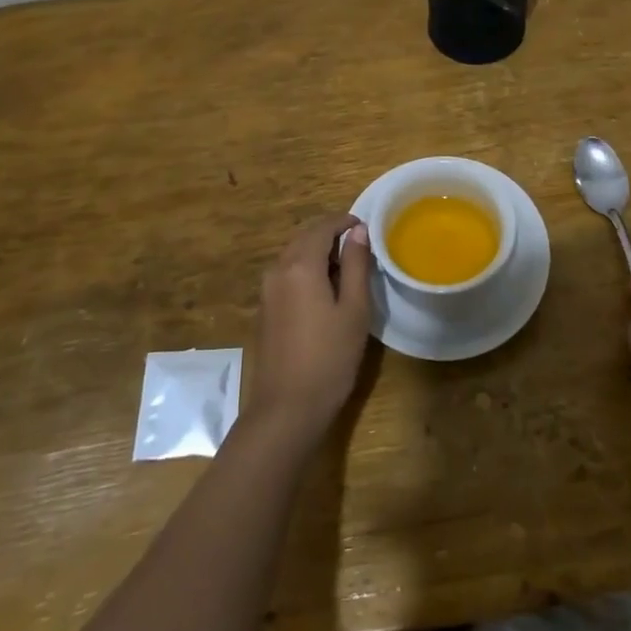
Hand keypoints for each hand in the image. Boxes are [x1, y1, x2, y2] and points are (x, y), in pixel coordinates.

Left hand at [245, 212, 373, 443]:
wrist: (286, 409)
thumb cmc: (329, 358)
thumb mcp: (354, 309)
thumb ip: (356, 265)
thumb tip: (358, 231)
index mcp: (299, 265)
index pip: (322, 227)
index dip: (344, 221)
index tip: (366, 227)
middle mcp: (277, 270)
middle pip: (304, 237)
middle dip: (330, 234)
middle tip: (360, 246)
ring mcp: (267, 291)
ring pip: (294, 255)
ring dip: (318, 253)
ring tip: (347, 268)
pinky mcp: (265, 309)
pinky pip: (287, 274)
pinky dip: (306, 270)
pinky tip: (325, 291)